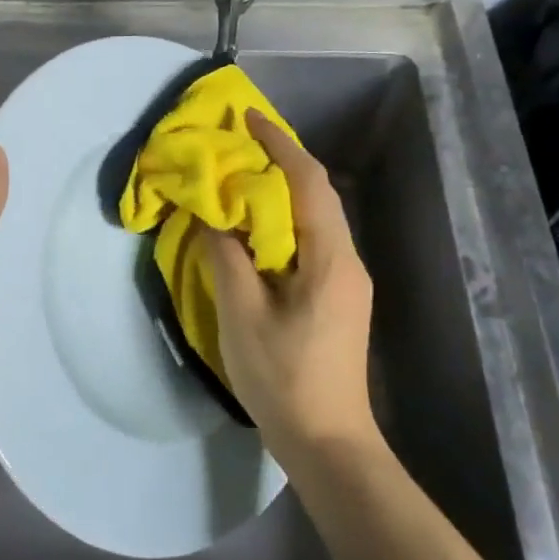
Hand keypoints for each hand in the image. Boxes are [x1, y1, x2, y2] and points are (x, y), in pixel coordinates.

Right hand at [205, 110, 375, 455]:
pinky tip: (255, 230)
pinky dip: (283, 222)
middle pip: (317, 194)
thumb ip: (225, 257)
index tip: (248, 118)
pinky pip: (311, 242)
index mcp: (330, 258)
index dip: (279, 144)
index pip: (308, 182)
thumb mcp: (242, 315)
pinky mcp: (338, 298)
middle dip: (280, 162)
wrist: (327, 441)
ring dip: (281, 192)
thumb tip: (211, 215)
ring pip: (314, 218)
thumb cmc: (283, 377)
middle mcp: (347, 261)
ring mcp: (346, 281)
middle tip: (237, 146)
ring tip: (240, 179)